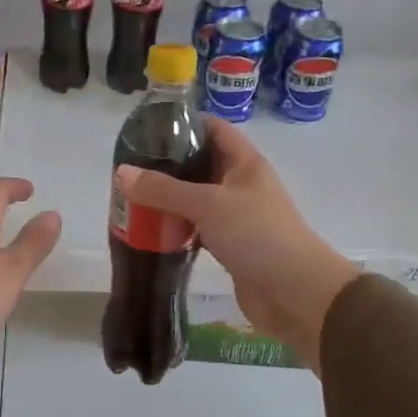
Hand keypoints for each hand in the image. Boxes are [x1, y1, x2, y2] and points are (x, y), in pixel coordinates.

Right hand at [115, 119, 358, 372]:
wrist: (295, 293)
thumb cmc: (257, 235)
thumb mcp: (208, 205)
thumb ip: (164, 189)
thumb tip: (122, 172)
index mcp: (245, 163)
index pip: (214, 128)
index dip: (184, 123)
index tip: (148, 127)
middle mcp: (241, 184)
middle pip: (201, 164)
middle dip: (168, 164)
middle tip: (131, 167)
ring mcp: (237, 216)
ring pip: (197, 199)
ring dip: (170, 199)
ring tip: (133, 196)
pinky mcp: (231, 245)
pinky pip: (198, 228)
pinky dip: (177, 227)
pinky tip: (151, 230)